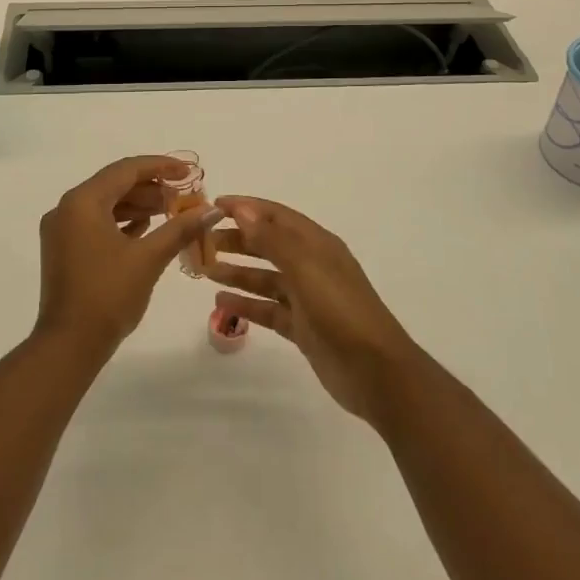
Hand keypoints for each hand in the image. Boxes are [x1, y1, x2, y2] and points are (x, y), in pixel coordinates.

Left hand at [36, 155, 222, 354]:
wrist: (69, 345)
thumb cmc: (108, 295)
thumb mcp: (149, 258)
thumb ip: (181, 228)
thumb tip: (213, 210)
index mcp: (82, 201)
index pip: (126, 170)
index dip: (161, 167)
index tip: (189, 171)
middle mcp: (67, 208)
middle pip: (114, 184)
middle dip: (151, 187)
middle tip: (184, 195)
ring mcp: (62, 230)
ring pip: (105, 204)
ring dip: (138, 205)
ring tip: (172, 211)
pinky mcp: (64, 250)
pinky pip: (96, 223)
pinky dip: (122, 221)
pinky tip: (147, 228)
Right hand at [204, 197, 417, 421]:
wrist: (376, 372)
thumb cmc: (341, 311)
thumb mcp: (306, 268)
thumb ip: (273, 240)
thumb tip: (244, 210)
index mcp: (317, 245)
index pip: (276, 216)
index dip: (247, 208)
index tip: (213, 206)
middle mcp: (312, 266)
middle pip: (269, 244)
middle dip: (237, 239)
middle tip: (202, 242)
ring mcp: (307, 298)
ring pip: (265, 278)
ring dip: (237, 271)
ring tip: (205, 270)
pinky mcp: (302, 328)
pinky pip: (268, 309)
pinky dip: (246, 304)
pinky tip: (221, 303)